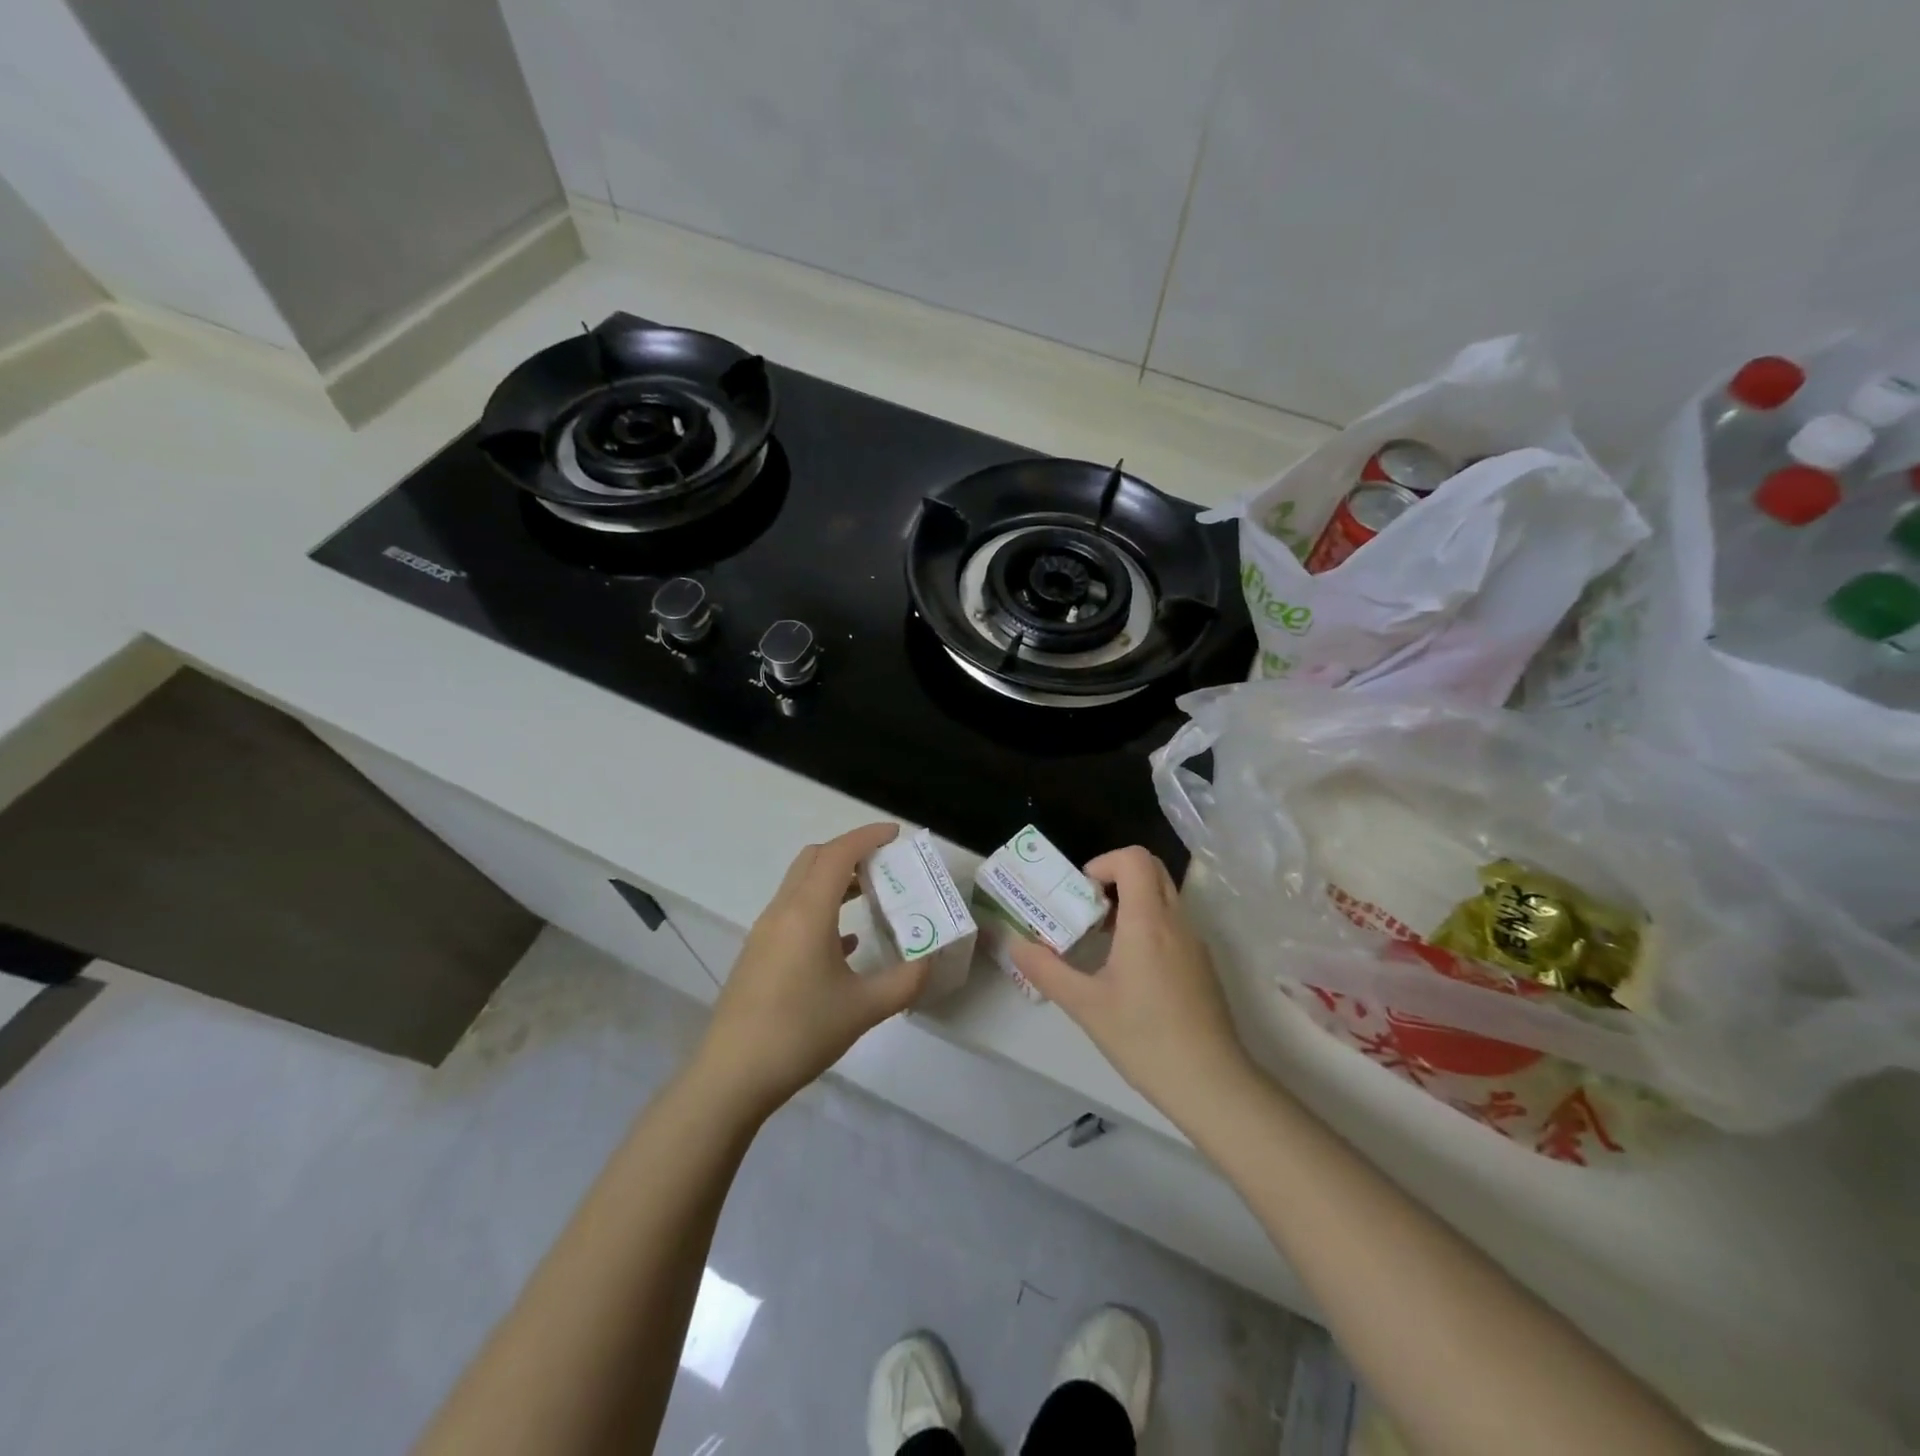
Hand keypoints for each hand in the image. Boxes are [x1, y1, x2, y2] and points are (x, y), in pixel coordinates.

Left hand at [695, 823, 928, 1118]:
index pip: (838, 854)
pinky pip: (793, 913)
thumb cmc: (800, 1032)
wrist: (732, 1076)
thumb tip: (930, 959)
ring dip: (834, 879)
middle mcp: (782, 911)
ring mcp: (765, 933)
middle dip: (850, 851)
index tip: (895, 834)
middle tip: (885, 863)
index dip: (867, 837)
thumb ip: (905, 981)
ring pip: (801, 885)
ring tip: (871, 894)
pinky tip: (847, 941)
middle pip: (814, 859)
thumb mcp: (864, 1009)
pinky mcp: (759, 955)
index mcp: (807, 912)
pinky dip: (821, 909)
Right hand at [1010, 846, 1254, 1119]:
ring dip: (1131, 903)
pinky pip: (1173, 924)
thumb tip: (1015, 944)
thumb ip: (1046, 970)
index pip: (1134, 858)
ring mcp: (1195, 942)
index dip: (1104, 863)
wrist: (1211, 1083)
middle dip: (1116, 878)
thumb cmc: (1144, 1038)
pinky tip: (1129, 970)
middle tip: (1088, 910)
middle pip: (1152, 870)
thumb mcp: (1085, 1005)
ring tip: (1102, 941)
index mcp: (1148, 921)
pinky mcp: (1202, 964)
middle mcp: (1176, 921)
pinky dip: (1148, 926)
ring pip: (1164, 897)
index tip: (1081, 893)